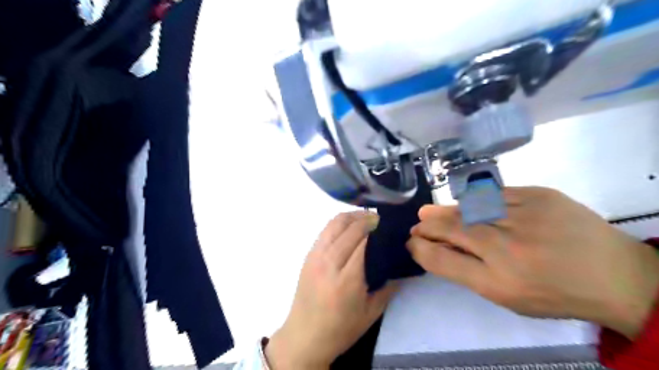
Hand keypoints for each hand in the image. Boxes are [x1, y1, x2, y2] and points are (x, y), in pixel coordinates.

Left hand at [264, 213, 397, 367]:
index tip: (388, 225)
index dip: (376, 229)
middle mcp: (329, 262)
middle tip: (380, 220)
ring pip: (335, 224)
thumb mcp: (371, 313)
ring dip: (352, 216)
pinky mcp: (308, 255)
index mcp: (347, 279)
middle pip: (349, 228)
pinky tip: (349, 226)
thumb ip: (388, 287)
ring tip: (365, 218)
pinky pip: (325, 230)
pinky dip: (339, 223)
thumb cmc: (340, 329)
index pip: (363, 242)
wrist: (304, 336)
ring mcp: (316, 256)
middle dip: (367, 219)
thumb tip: (400, 267)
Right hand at [407, 187, 658, 338]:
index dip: (421, 249)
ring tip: (430, 213)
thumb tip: (436, 247)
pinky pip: (493, 195)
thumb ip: (467, 270)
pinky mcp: (539, 195)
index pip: (443, 260)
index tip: (412, 243)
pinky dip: (474, 201)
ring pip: (468, 209)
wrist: (616, 275)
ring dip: (444, 211)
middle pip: (452, 230)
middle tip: (417, 224)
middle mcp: (507, 248)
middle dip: (427, 226)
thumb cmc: (554, 293)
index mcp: (499, 281)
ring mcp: (523, 216)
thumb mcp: (506, 295)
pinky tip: (466, 204)